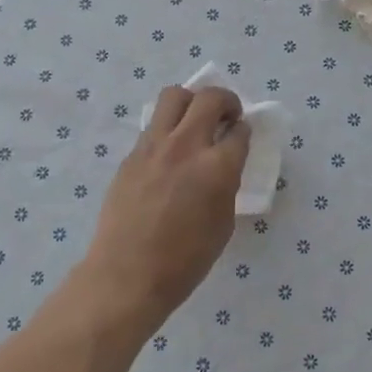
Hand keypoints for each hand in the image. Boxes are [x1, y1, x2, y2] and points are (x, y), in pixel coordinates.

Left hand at [75, 85, 250, 329]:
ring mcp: (154, 146)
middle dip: (226, 101)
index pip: (239, 131)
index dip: (244, 131)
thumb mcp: (223, 223)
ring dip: (192, 102)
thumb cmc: (185, 261)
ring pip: (174, 96)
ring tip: (195, 121)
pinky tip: (170, 153)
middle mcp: (186, 146)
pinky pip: (154, 125)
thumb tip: (223, 166)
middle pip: (209, 98)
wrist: (127, 275)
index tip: (242, 135)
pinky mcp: (131, 154)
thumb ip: (226, 185)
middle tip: (227, 117)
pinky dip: (168, 128)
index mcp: (217, 167)